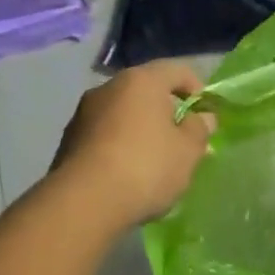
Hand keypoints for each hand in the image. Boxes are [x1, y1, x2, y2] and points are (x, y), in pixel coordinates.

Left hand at [50, 61, 215, 227]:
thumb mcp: (188, 151)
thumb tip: (202, 118)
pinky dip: (121, 146)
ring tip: (156, 162)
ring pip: (124, 115)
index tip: (206, 116)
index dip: (197, 89)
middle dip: (168, 113)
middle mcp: (108, 88)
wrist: (84, 203)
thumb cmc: (146, 167)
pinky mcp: (68, 141)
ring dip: (142, 131)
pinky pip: (105, 136)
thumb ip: (199, 129)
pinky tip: (129, 174)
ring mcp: (83, 114)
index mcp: (141, 81)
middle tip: (183, 141)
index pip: (177, 70)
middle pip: (147, 92)